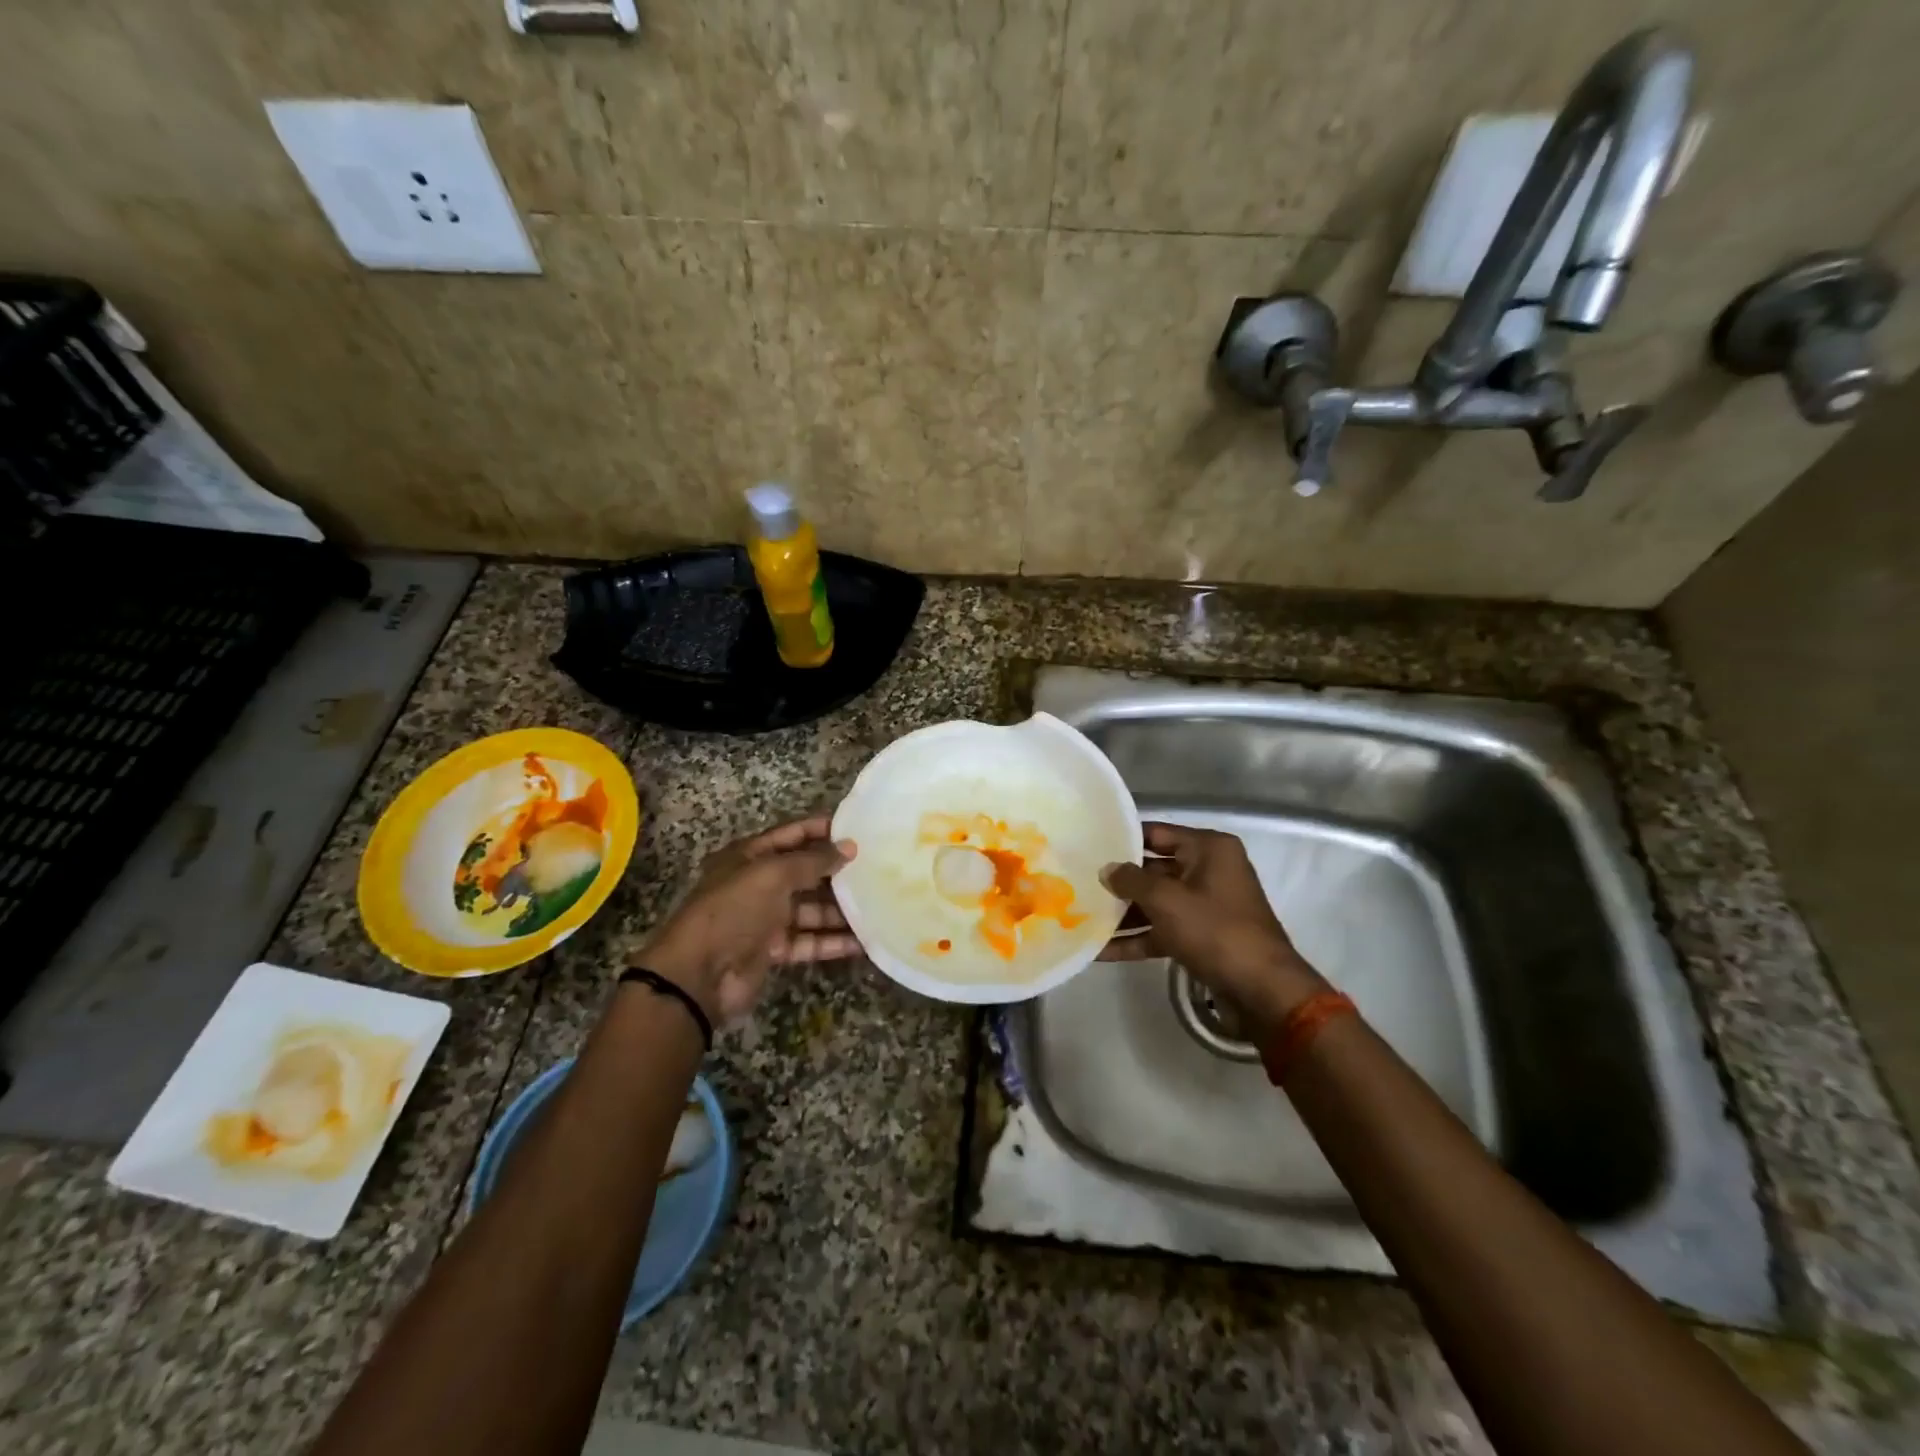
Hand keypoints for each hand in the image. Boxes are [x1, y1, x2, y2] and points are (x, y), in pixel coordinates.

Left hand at [634, 816, 858, 1026]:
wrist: (699, 974)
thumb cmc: (734, 909)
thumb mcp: (773, 875)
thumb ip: (813, 861)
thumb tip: (850, 847)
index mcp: (749, 857)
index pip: (790, 835)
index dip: (820, 830)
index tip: (856, 830)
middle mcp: (757, 884)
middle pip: (803, 873)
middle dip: (836, 872)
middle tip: (876, 868)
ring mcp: (765, 919)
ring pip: (810, 909)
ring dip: (840, 910)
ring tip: (878, 905)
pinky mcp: (772, 950)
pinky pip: (808, 941)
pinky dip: (832, 941)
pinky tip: (863, 941)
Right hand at [1100, 822, 1324, 1030]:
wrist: (1262, 991)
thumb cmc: (1215, 931)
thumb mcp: (1167, 900)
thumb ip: (1131, 880)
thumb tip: (1107, 869)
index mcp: (1209, 849)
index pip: (1156, 833)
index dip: (1122, 839)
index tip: (1088, 844)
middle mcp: (1208, 871)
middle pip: (1153, 869)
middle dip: (1119, 881)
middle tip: (1077, 882)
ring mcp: (1205, 906)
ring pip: (1156, 903)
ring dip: (1123, 914)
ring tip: (1080, 917)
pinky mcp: (1201, 937)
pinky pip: (1163, 930)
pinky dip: (1137, 939)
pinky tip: (1100, 951)